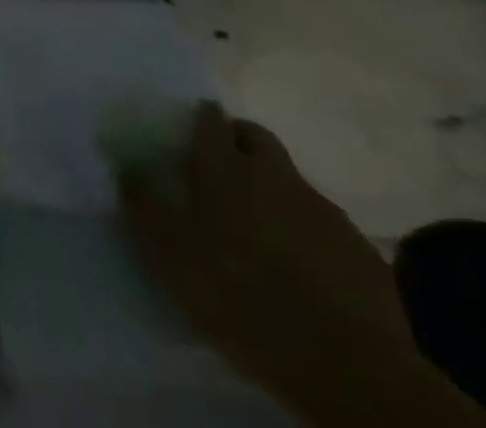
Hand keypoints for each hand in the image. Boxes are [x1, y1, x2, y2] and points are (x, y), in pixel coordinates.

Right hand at [117, 103, 420, 423]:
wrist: (345, 365)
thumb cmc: (238, 295)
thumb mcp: (167, 253)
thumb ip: (141, 205)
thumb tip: (124, 168)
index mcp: (224, 166)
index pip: (210, 119)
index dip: (199, 120)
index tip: (188, 132)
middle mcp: (273, 174)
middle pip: (255, 136)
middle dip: (239, 142)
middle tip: (222, 171)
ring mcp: (323, 211)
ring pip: (292, 182)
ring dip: (274, 191)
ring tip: (260, 230)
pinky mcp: (362, 253)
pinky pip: (325, 228)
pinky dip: (309, 235)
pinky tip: (301, 270)